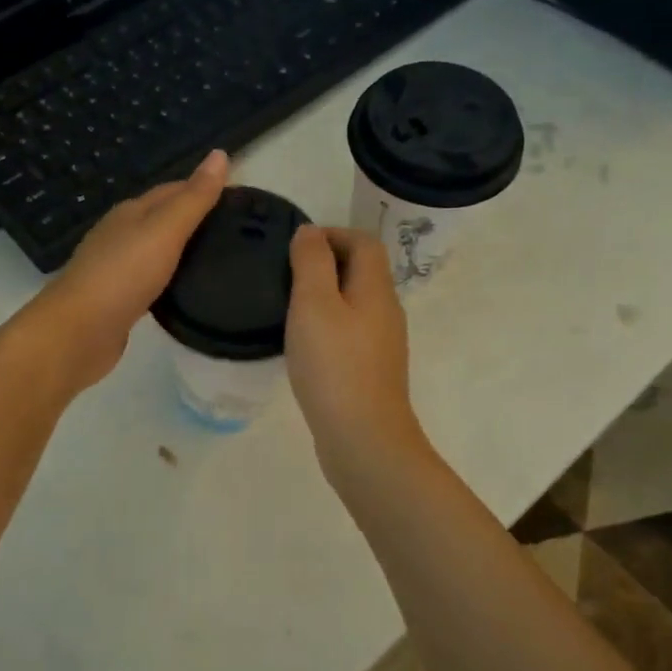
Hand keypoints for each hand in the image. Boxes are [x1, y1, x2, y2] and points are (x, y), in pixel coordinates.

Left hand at [25, 150, 229, 390]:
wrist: (78, 332)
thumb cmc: (123, 274)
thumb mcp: (165, 230)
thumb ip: (194, 198)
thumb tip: (220, 153)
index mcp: (131, 212)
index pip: (172, 190)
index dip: (203, 189)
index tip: (239, 200)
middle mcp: (120, 234)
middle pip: (162, 218)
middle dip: (194, 219)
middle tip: (236, 232)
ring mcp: (115, 268)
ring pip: (155, 250)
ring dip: (181, 250)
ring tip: (217, 259)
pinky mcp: (116, 300)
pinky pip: (149, 280)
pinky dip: (169, 278)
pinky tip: (184, 289)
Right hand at [285, 226, 426, 480]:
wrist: (363, 438)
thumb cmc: (334, 366)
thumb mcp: (314, 304)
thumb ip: (311, 262)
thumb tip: (310, 232)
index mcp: (376, 289)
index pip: (364, 242)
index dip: (332, 233)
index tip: (295, 247)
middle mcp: (386, 311)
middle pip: (362, 270)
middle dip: (326, 262)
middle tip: (285, 274)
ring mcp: (382, 343)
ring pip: (355, 302)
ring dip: (325, 295)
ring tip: (289, 306)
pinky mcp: (371, 370)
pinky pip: (351, 331)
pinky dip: (328, 324)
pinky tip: (305, 343)